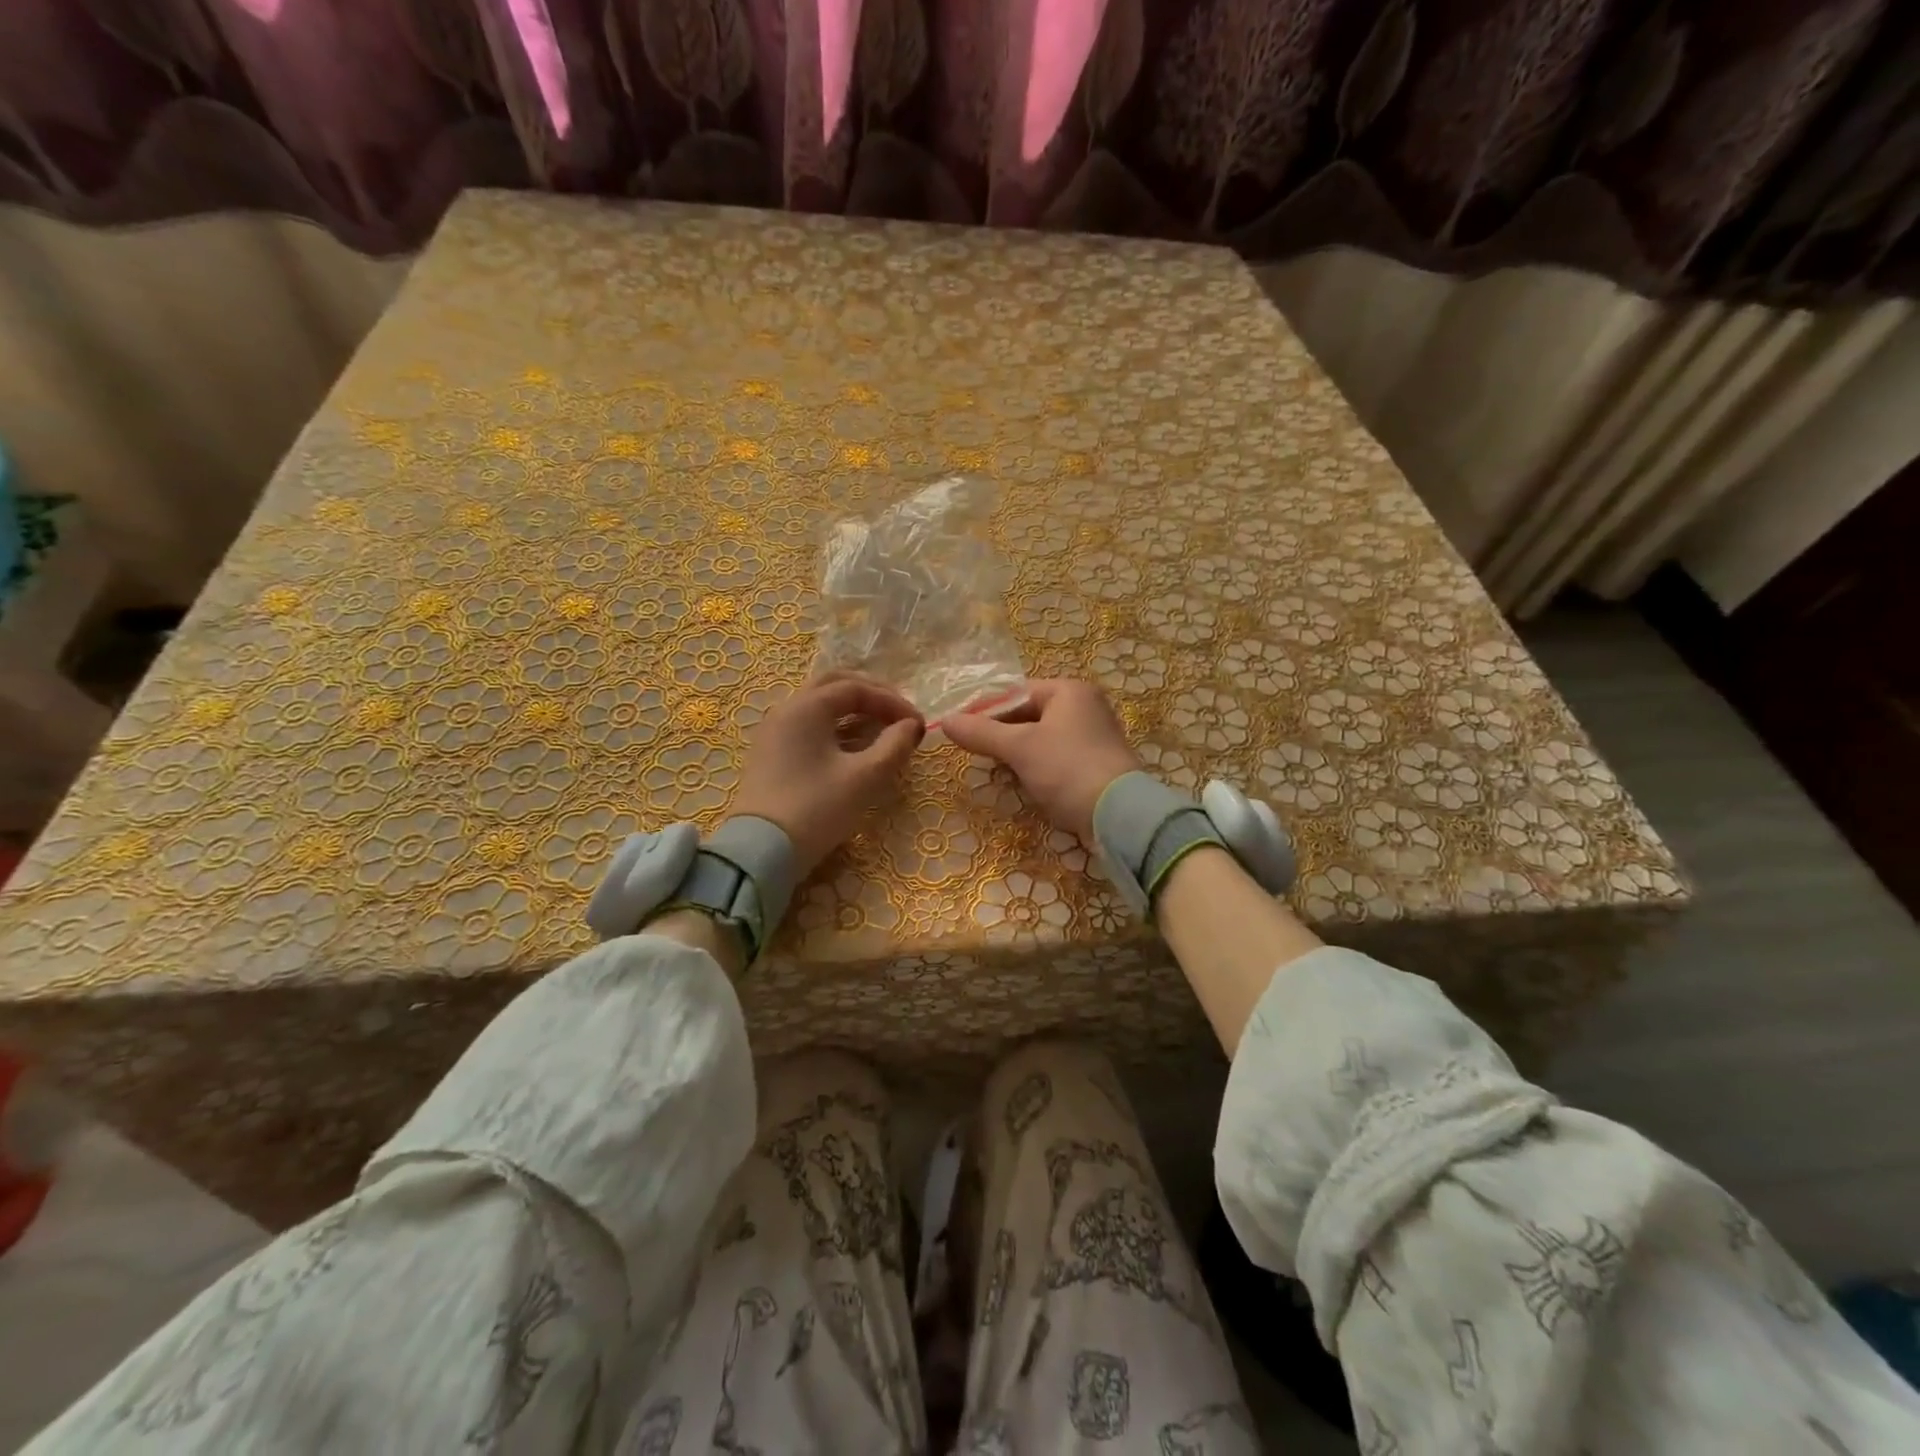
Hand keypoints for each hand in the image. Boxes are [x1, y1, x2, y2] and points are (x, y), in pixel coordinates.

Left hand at [729, 671, 925, 875]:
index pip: (856, 687)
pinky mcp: (771, 754)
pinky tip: (854, 748)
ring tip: (881, 731)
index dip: (892, 701)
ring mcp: (774, 732)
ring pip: (819, 706)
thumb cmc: (817, 809)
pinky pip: (808, 726)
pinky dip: (836, 728)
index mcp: (807, 707)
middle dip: (871, 696)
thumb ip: (894, 746)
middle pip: (834, 686)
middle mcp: (786, 710)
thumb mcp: (865, 778)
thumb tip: (912, 726)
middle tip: (898, 715)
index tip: (917, 724)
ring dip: (853, 711)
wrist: (761, 852)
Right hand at [941, 679, 1142, 839]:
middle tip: (974, 753)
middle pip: (1028, 715)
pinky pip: (1056, 759)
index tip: (959, 730)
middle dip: (1001, 735)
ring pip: (1041, 739)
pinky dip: (1036, 768)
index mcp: (1069, 691)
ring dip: (1017, 754)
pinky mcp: (1096, 765)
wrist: (1119, 815)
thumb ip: (981, 733)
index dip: (985, 711)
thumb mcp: (1019, 748)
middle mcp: (1085, 707)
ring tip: (995, 770)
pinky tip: (1022, 784)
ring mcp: (1093, 737)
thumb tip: (945, 721)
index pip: (1016, 693)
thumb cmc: (1067, 769)